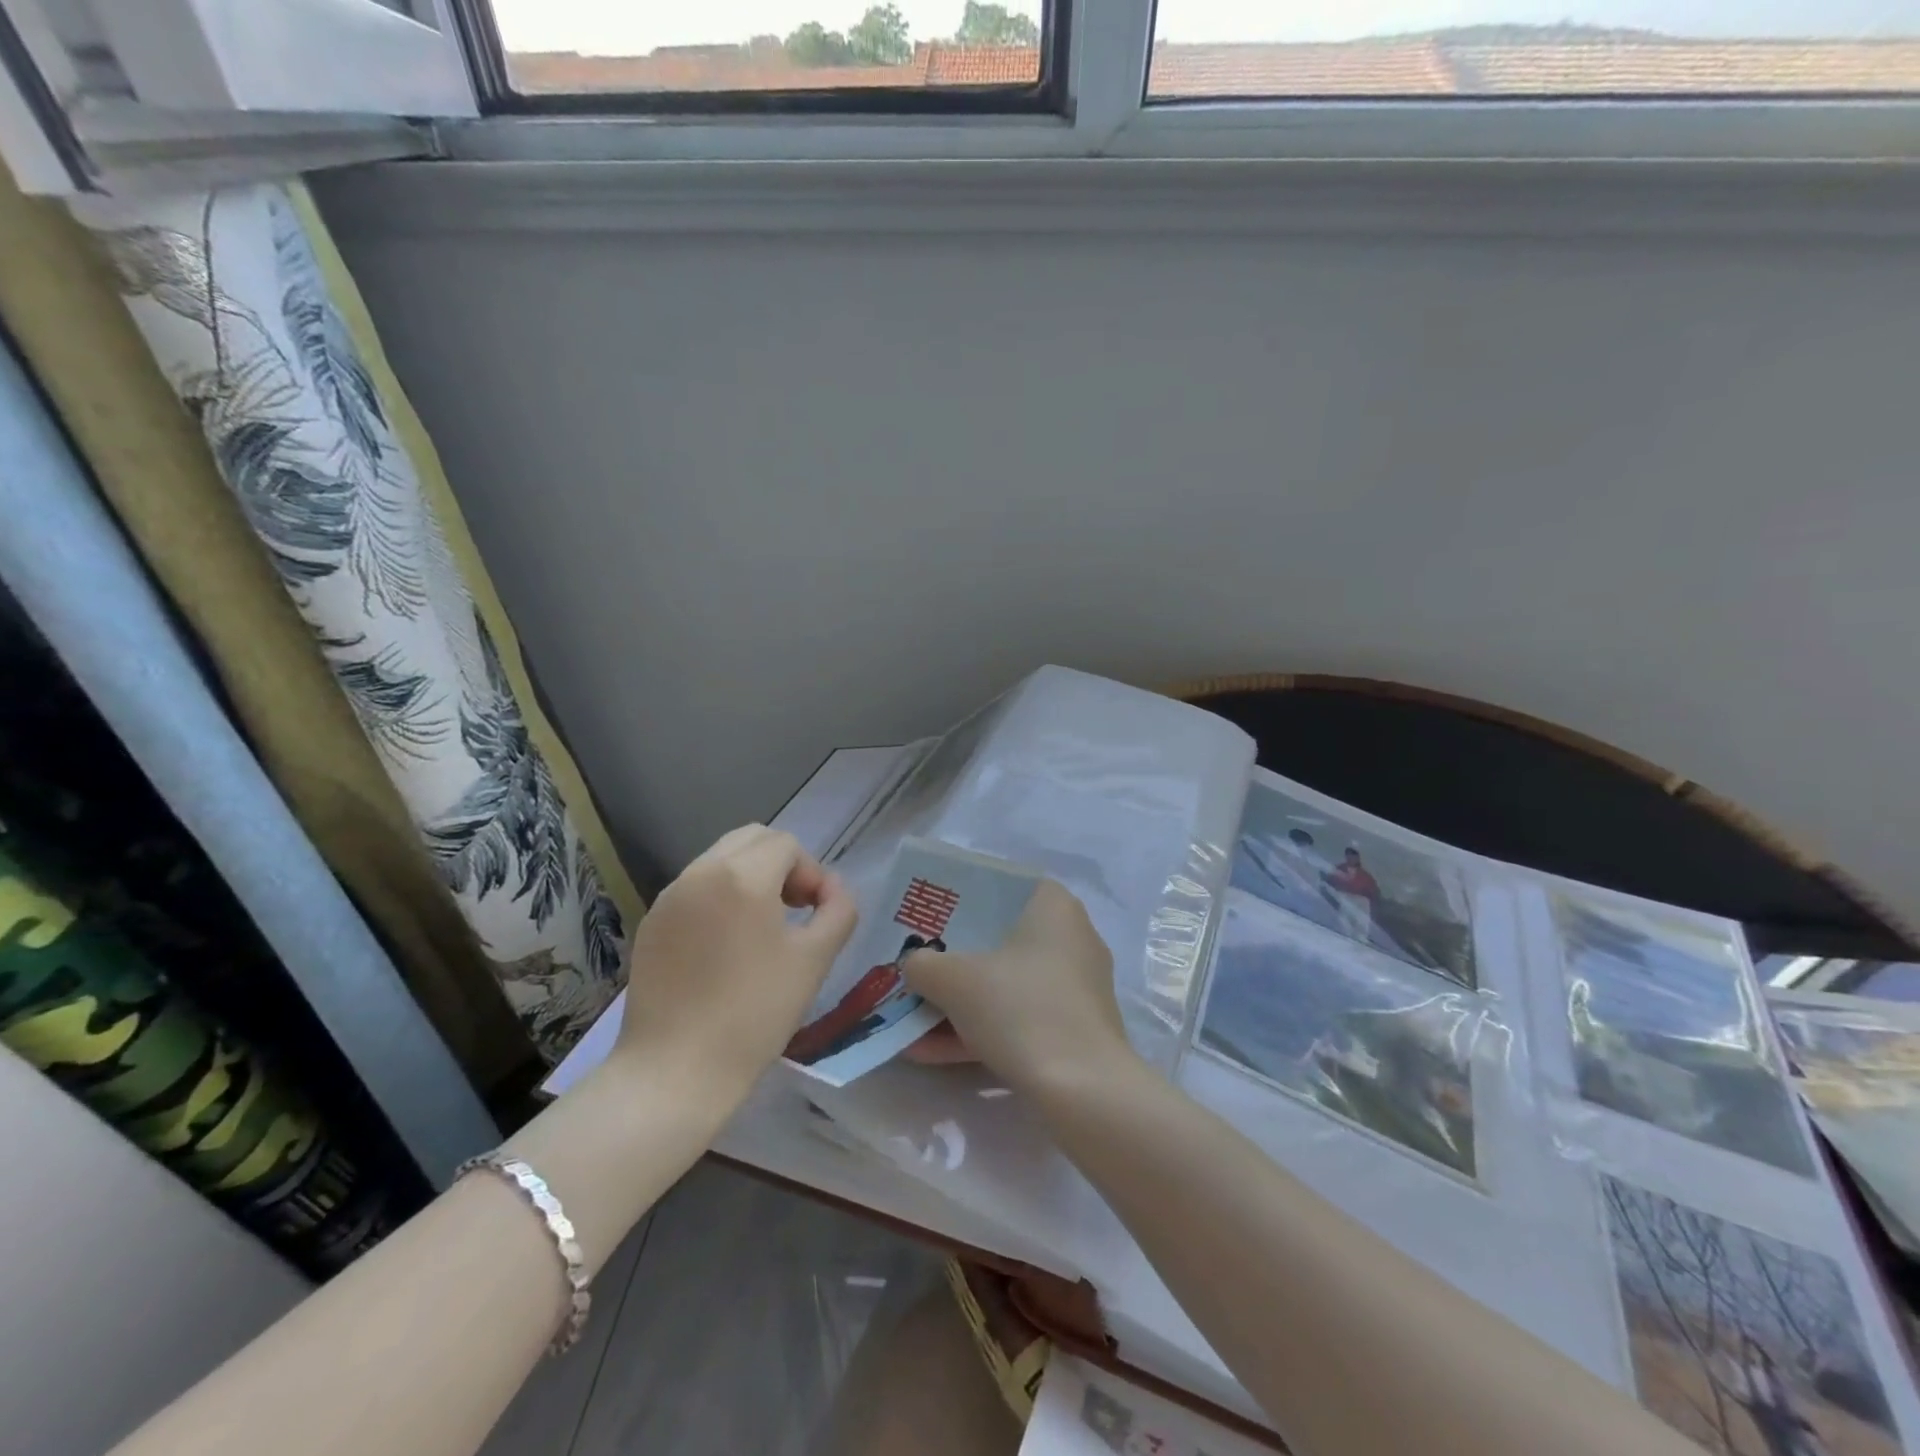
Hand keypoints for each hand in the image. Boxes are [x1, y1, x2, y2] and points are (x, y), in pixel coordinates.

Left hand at [614, 825, 857, 1101]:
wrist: (675, 1072)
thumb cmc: (754, 1013)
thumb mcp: (815, 959)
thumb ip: (838, 910)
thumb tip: (833, 889)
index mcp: (742, 876)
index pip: (786, 844)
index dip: (811, 872)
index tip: (814, 914)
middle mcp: (700, 873)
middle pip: (750, 839)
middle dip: (780, 865)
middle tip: (793, 911)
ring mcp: (669, 897)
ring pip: (719, 861)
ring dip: (749, 879)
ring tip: (761, 930)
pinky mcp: (651, 924)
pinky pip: (695, 889)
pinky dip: (719, 898)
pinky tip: (725, 948)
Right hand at [901, 880, 1137, 1096]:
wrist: (1082, 1089)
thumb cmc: (1019, 1007)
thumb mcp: (953, 979)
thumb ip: (923, 964)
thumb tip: (914, 965)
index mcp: (1052, 905)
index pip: (1000, 887)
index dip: (959, 900)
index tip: (927, 918)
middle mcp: (1071, 937)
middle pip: (999, 939)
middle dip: (953, 960)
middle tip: (916, 968)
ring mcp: (1075, 986)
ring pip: (1005, 984)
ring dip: (959, 1003)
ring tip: (910, 1020)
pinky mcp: (1074, 1028)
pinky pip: (1018, 1018)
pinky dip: (979, 1030)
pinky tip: (931, 1053)